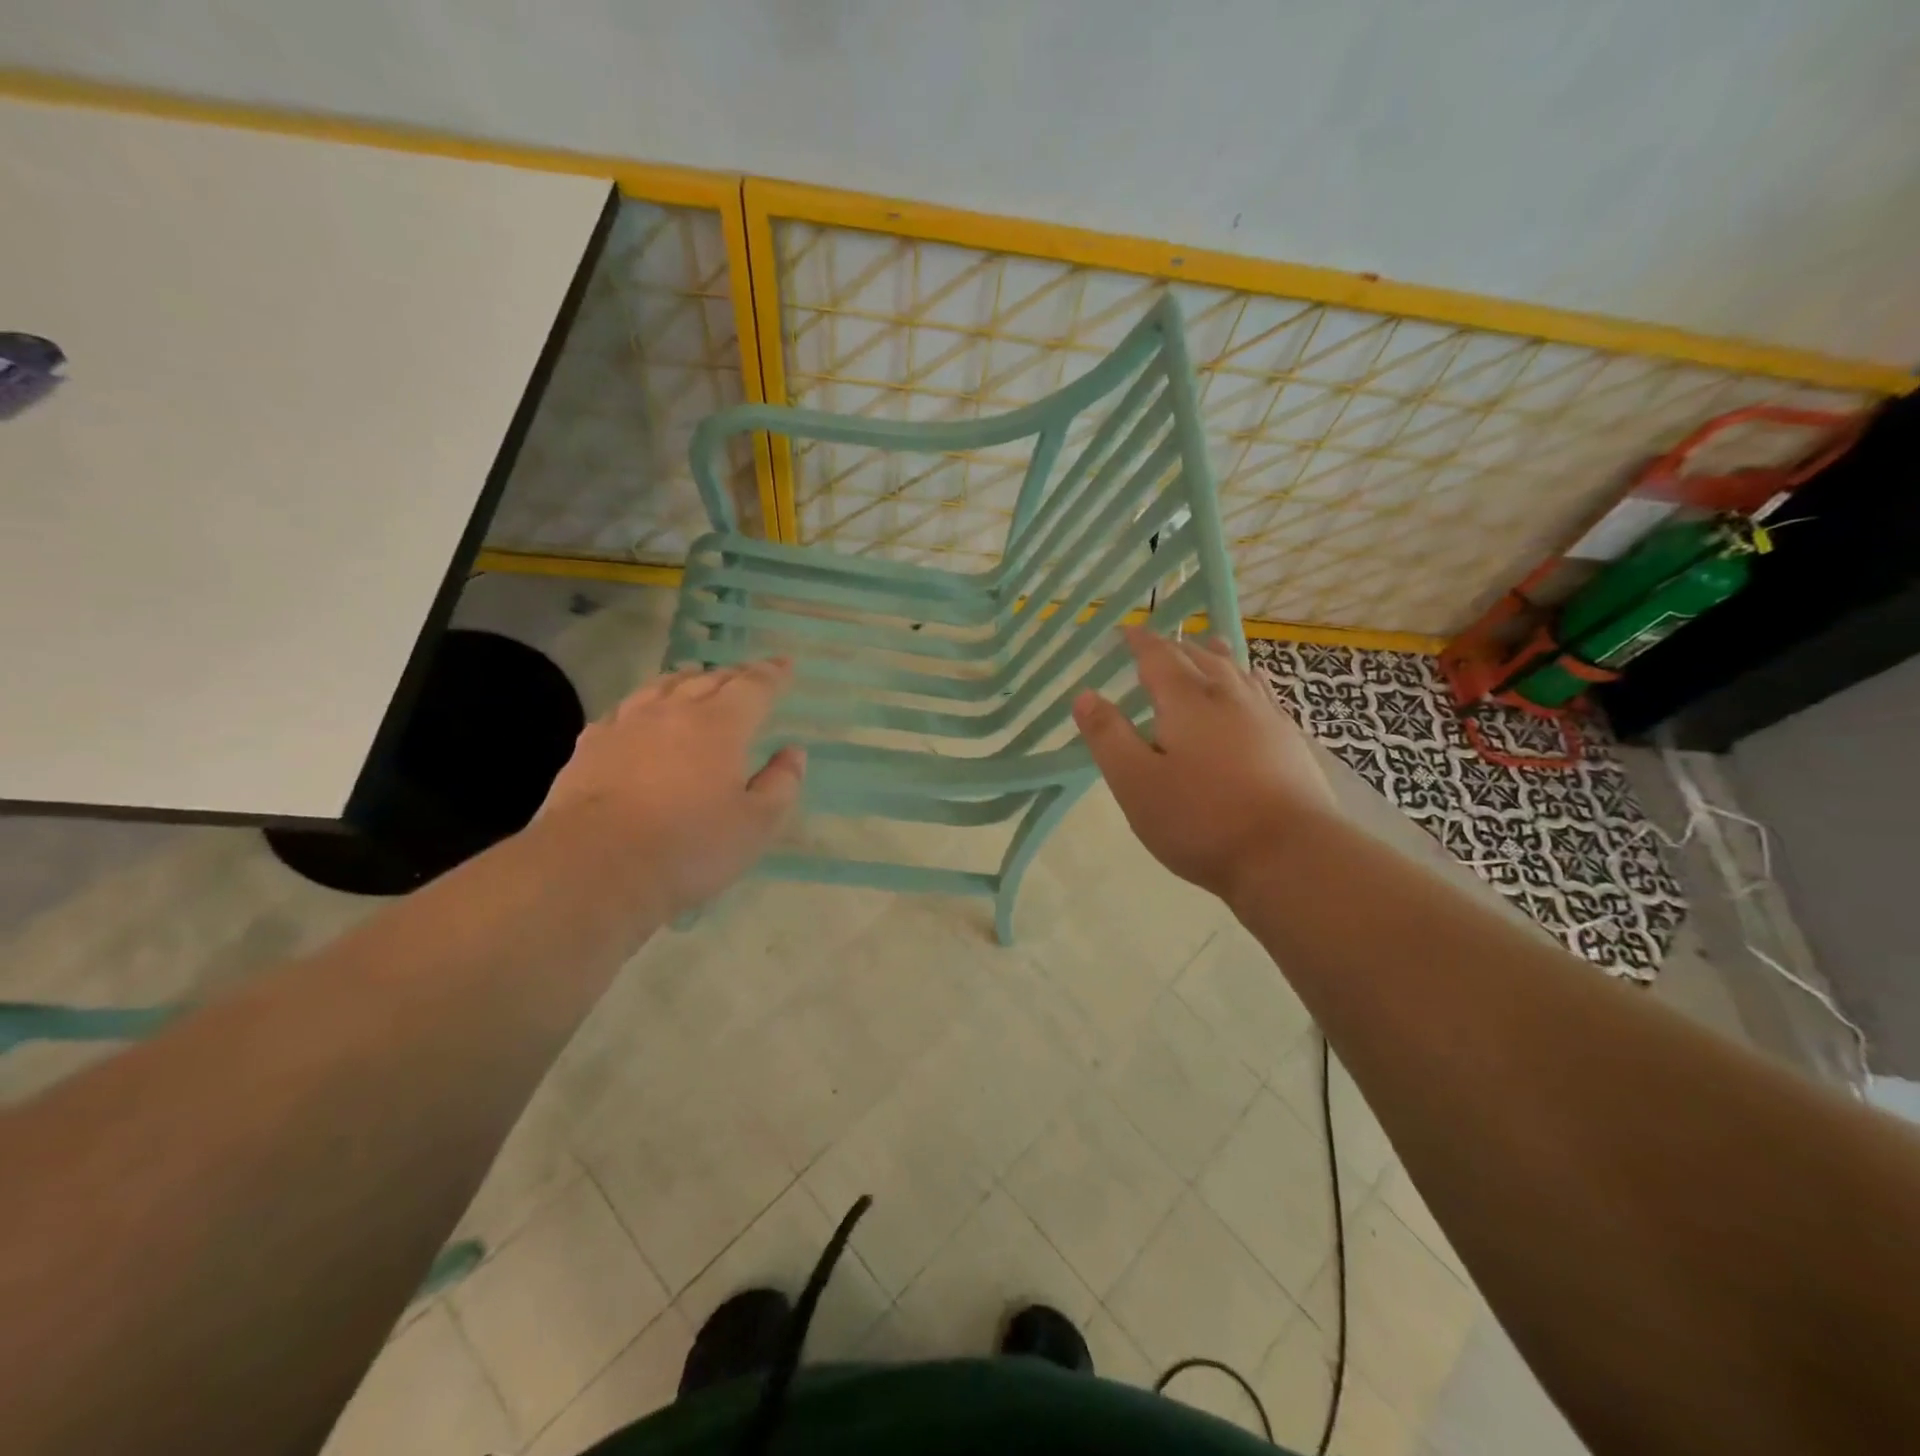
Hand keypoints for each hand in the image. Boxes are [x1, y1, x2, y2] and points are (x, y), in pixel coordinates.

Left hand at [541, 659, 804, 917]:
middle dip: (733, 675)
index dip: (772, 675)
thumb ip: (781, 784)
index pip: (753, 688)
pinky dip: (644, 703)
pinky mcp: (590, 745)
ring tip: (696, 679)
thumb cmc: (689, 847)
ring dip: (687, 679)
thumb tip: (793, 753)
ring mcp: (626, 725)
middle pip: (708, 680)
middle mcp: (673, 712)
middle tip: (748, 675)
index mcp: (720, 726)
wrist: (594, 867)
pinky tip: (641, 713)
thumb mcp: (755, 825)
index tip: (784, 665)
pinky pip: (624, 709)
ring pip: (662, 687)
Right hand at [1073, 627, 1335, 904]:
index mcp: (1186, 702)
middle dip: (1175, 647)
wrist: (1290, 854)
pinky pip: (1263, 692)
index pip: (1158, 657)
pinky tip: (1254, 686)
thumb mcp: (1136, 783)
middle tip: (1159, 644)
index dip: (1140, 642)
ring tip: (1207, 645)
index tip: (1127, 632)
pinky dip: (1248, 679)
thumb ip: (1108, 737)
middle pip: (1199, 658)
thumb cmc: (1201, 820)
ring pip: (1236, 671)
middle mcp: (1228, 697)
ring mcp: (1265, 716)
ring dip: (1215, 655)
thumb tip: (1085, 695)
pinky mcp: (1290, 740)